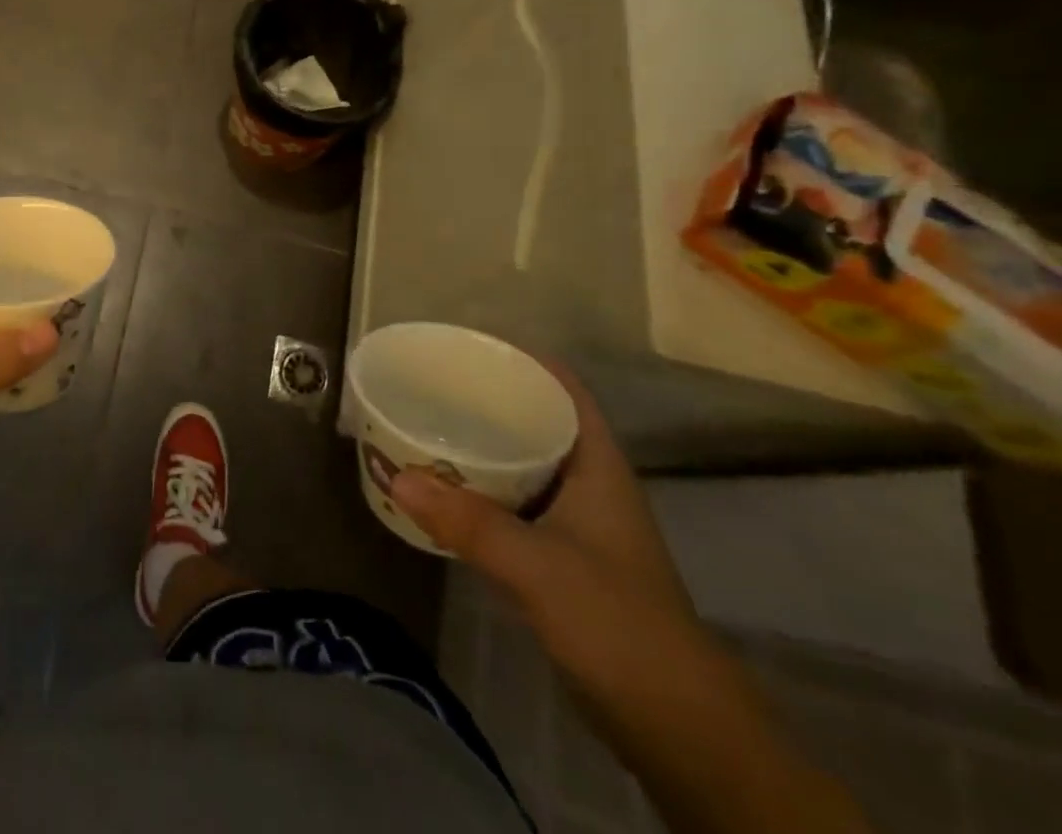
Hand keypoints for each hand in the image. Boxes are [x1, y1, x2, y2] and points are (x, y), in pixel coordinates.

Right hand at [391, 360, 696, 672]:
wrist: (675, 726)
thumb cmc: (618, 623)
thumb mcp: (539, 566)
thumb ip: (469, 522)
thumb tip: (397, 476)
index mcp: (598, 468)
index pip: (565, 392)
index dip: (525, 361)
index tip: (471, 345)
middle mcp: (588, 486)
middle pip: (538, 422)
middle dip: (489, 400)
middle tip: (432, 382)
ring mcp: (577, 525)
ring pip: (523, 465)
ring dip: (481, 446)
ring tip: (427, 424)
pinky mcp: (561, 560)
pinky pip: (513, 504)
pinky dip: (480, 489)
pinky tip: (444, 490)